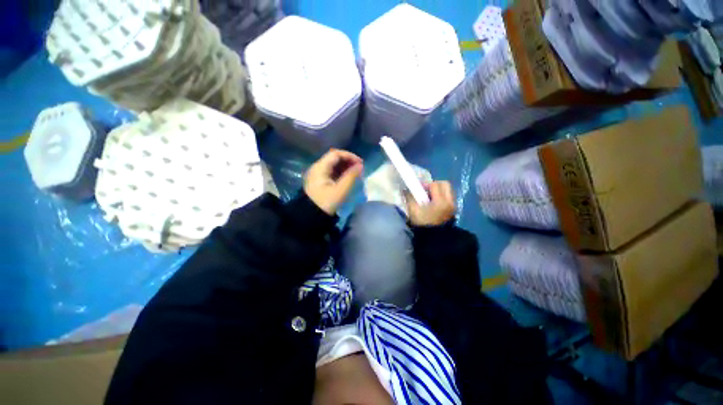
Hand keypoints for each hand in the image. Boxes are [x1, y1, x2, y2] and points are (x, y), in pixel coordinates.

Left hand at [304, 149, 363, 214]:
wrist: (311, 217)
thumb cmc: (326, 203)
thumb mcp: (341, 190)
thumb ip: (351, 176)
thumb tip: (360, 166)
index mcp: (320, 168)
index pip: (336, 154)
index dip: (350, 156)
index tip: (360, 163)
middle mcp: (317, 168)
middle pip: (334, 158)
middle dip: (348, 162)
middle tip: (359, 169)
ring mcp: (318, 175)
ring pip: (334, 166)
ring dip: (346, 168)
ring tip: (356, 175)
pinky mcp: (319, 182)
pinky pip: (332, 173)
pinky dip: (341, 173)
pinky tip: (348, 179)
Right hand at [406, 181, 455, 225]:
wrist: (435, 239)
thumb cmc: (423, 224)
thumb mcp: (413, 210)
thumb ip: (409, 198)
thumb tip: (405, 189)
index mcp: (440, 201)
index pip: (434, 184)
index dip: (425, 184)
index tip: (418, 189)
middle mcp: (449, 201)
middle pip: (444, 184)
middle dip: (434, 185)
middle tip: (425, 191)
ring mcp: (453, 205)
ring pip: (447, 190)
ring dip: (438, 190)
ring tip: (429, 198)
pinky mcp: (453, 209)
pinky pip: (448, 197)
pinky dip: (441, 196)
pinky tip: (433, 204)